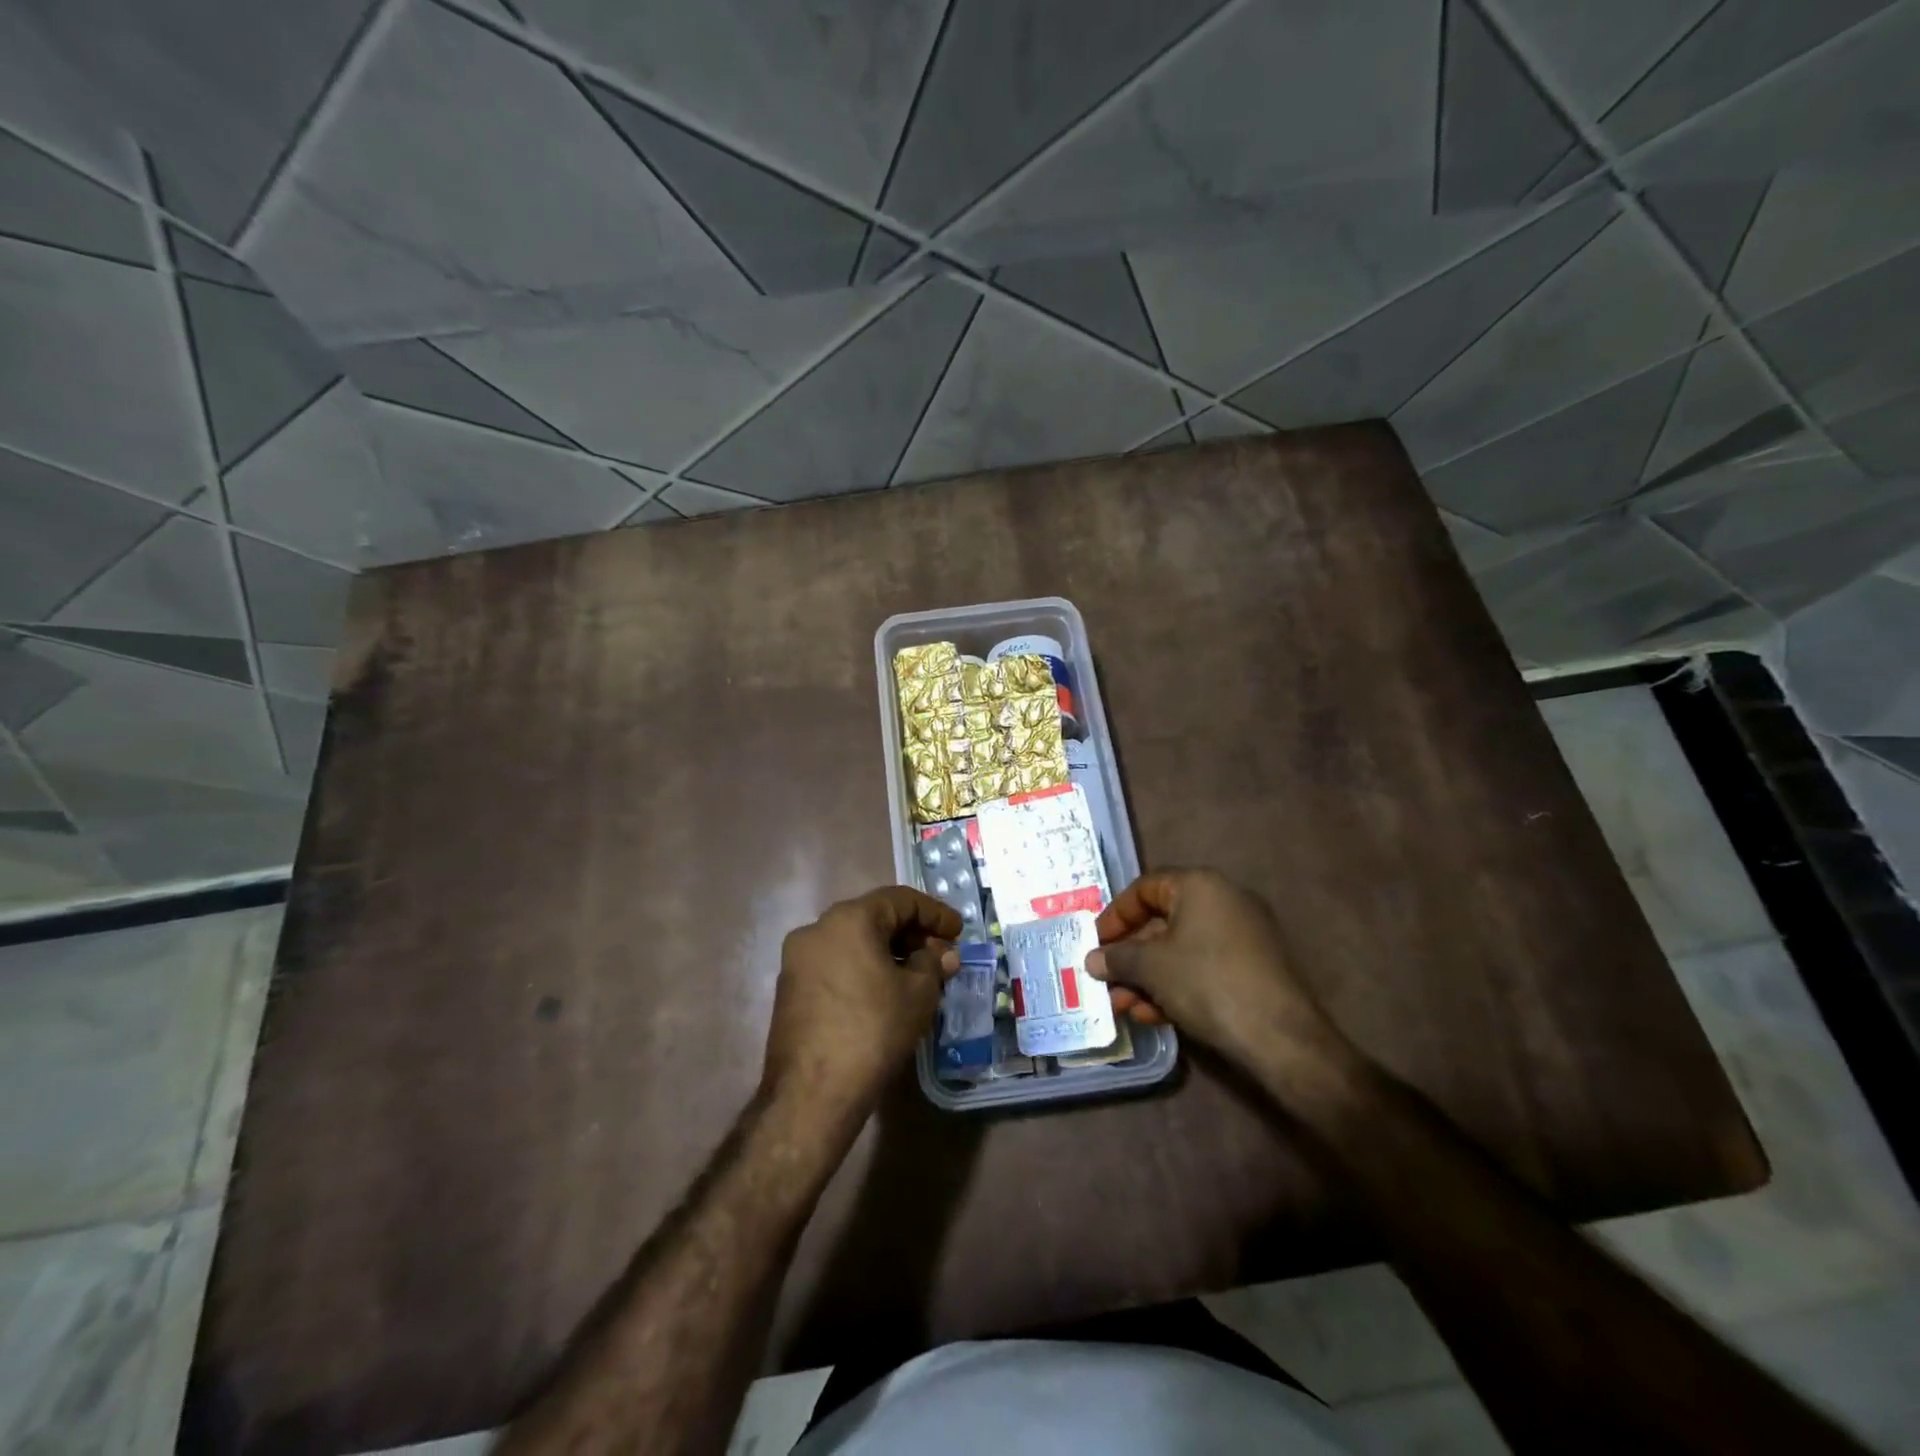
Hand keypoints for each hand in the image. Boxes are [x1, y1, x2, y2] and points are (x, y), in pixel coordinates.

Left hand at [762, 887, 960, 1120]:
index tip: (958, 932)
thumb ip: (934, 964)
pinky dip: (864, 969)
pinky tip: (885, 993)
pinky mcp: (790, 989)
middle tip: (941, 956)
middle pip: (874, 918)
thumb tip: (942, 955)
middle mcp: (816, 928)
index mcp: (848, 919)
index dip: (935, 913)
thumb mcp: (918, 994)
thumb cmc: (873, 1031)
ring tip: (918, 976)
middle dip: (912, 934)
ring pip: (853, 942)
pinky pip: (836, 964)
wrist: (812, 1093)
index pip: (900, 900)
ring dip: (888, 952)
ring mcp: (798, 959)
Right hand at [1086, 868, 1350, 1071]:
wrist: (1281, 1037)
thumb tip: (1093, 960)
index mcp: (1200, 885)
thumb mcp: (1152, 968)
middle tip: (1105, 980)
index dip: (1115, 915)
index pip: (1144, 888)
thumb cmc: (1207, 983)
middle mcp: (1223, 900)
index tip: (1095, 943)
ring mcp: (1242, 935)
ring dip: (1147, 977)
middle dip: (1129, 956)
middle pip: (1161, 921)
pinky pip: (1202, 967)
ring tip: (1123, 1007)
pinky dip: (1175, 985)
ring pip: (1180, 950)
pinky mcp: (1252, 968)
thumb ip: (1117, 958)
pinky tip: (1152, 1015)